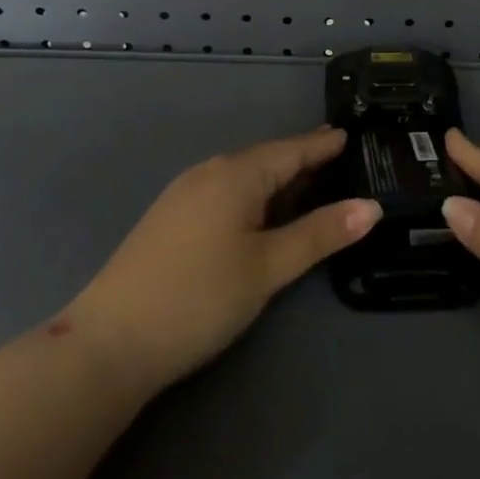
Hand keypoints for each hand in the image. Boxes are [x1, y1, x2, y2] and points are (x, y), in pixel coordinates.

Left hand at [67, 126, 380, 402]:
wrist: (108, 343)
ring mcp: (185, 193)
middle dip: (302, 158)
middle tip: (338, 156)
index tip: (352, 136)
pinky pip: (224, 191)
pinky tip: (259, 211)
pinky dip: (253, 194)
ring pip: (244, 175)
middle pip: (267, 158)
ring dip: (277, 177)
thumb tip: (372, 207)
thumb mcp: (269, 267)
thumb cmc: (199, 298)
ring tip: (306, 181)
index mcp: (237, 173)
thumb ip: (320, 233)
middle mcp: (210, 171)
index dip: (323, 145)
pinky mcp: (170, 218)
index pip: (292, 149)